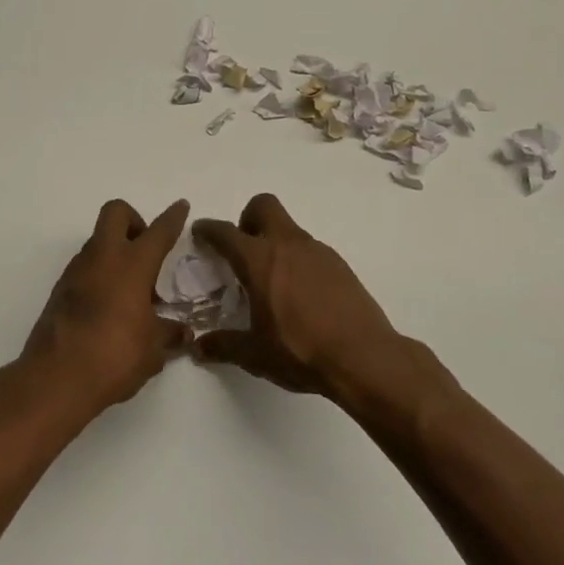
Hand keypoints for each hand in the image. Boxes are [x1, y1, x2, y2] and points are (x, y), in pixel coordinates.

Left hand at [15, 199, 191, 425]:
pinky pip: (84, 267)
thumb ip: (169, 334)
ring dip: (115, 251)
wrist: (56, 378)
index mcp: (132, 265)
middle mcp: (103, 258)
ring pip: (98, 241)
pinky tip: (109, 306)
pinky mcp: (59, 289)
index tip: (180, 207)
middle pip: (116, 213)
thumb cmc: (114, 356)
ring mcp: (76, 271)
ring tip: (131, 288)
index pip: (158, 232)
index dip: (172, 218)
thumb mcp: (152, 349)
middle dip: (134, 220)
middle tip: (146, 249)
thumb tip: (183, 333)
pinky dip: (99, 274)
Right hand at [191, 193, 405, 400]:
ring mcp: (318, 251)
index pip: (226, 232)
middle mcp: (287, 245)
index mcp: (259, 261)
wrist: (364, 357)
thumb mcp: (255, 354)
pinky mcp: (339, 264)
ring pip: (289, 228)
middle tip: (243, 249)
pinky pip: (310, 250)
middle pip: (263, 206)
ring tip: (273, 280)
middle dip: (247, 218)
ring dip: (275, 242)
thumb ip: (224, 345)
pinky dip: (298, 260)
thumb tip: (198, 347)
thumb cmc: (301, 351)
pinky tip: (301, 294)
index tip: (200, 233)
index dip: (208, 230)